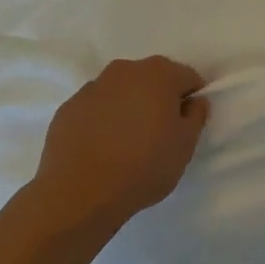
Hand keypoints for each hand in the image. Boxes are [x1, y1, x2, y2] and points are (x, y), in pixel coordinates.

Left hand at [31, 56, 210, 228]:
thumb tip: (194, 102)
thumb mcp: (185, 145)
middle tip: (159, 134)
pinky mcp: (67, 109)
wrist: (79, 193)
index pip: (187, 77)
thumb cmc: (143, 165)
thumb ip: (196, 116)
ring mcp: (92, 87)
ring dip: (129, 108)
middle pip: (152, 79)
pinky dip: (102, 121)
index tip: (186, 125)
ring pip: (121, 93)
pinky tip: (101, 149)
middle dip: (159, 100)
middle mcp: (125, 70)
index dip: (191, 100)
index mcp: (159, 73)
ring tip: (126, 144)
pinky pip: (95, 109)